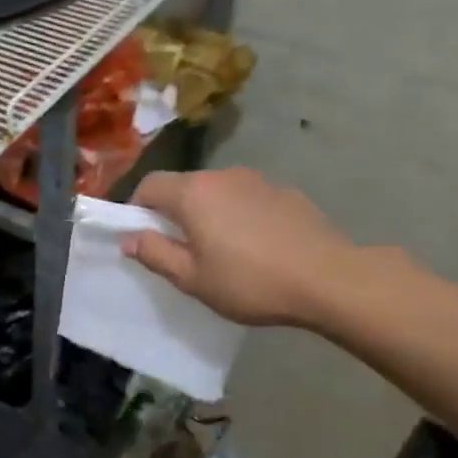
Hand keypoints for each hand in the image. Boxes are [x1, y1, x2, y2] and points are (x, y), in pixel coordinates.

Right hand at [122, 169, 362, 328]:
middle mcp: (222, 176)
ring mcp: (257, 180)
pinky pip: (246, 198)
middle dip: (172, 211)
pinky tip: (254, 246)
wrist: (328, 279)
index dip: (136, 208)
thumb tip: (129, 238)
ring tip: (219, 249)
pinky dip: (238, 214)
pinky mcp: (285, 192)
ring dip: (207, 212)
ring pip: (216, 191)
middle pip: (183, 185)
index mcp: (193, 193)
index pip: (149, 185)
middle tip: (179, 248)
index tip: (141, 236)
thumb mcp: (192, 278)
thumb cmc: (250, 282)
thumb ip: (155, 254)